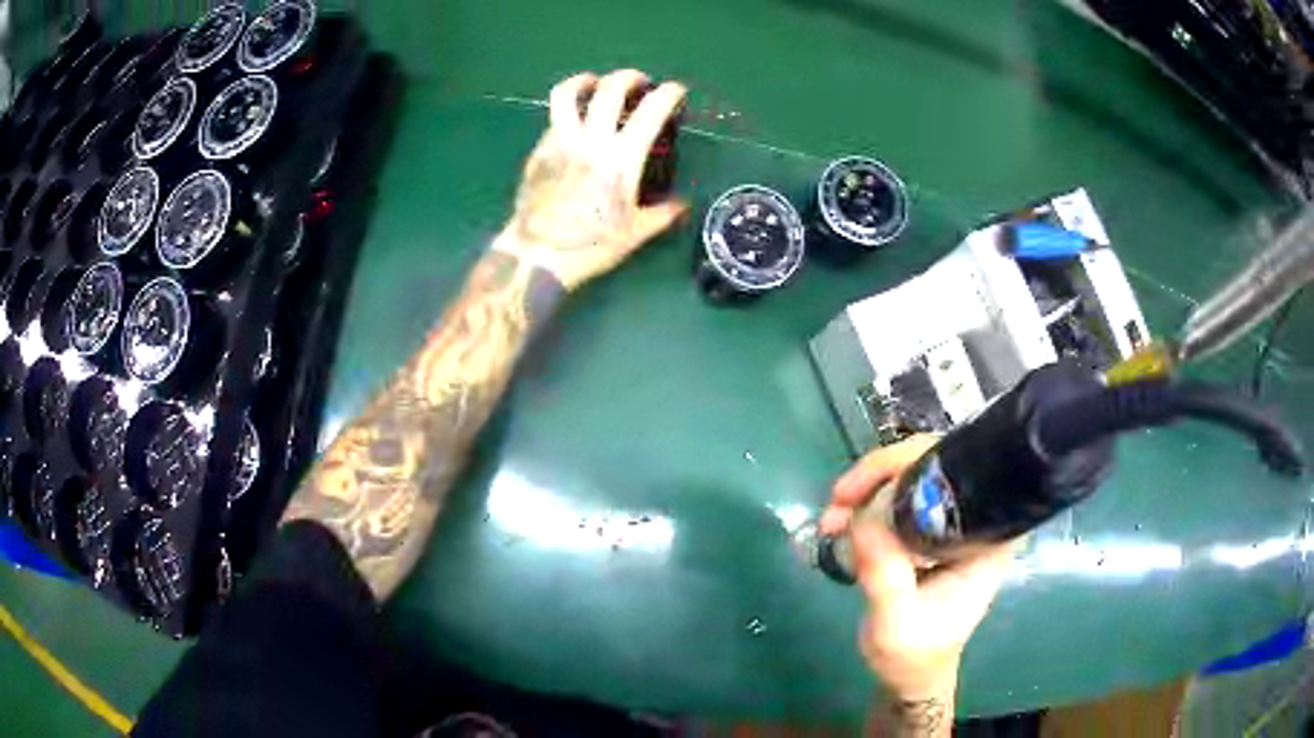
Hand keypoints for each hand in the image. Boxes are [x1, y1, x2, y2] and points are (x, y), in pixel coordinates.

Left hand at [496, 69, 688, 290]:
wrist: (538, 255)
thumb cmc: (591, 246)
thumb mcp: (635, 233)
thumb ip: (663, 214)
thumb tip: (683, 205)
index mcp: (621, 158)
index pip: (650, 110)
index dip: (668, 93)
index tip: (675, 91)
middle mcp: (591, 140)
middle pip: (609, 88)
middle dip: (629, 77)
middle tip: (639, 83)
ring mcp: (560, 141)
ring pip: (568, 94)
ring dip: (585, 81)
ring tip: (596, 84)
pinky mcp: (539, 150)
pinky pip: (554, 118)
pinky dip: (569, 111)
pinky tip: (575, 123)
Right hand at [820, 436, 1014, 703]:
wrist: (912, 674)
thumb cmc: (914, 655)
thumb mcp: (897, 626)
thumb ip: (886, 581)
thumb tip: (863, 521)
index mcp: (989, 536)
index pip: (962, 471)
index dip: (912, 462)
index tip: (864, 486)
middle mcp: (980, 518)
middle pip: (935, 461)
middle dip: (881, 473)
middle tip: (838, 499)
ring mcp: (957, 521)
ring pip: (915, 474)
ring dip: (869, 487)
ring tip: (832, 517)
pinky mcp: (934, 529)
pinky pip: (904, 495)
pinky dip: (869, 501)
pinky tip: (841, 521)